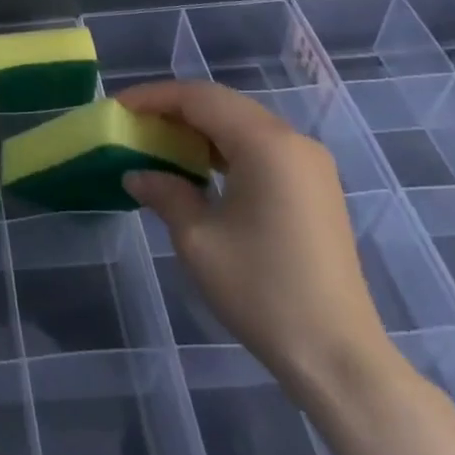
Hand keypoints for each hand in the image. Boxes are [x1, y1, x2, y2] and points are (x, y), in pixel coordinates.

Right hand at [119, 81, 394, 396]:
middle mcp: (292, 141)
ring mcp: (309, 164)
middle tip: (133, 123)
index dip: (153, 97)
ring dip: (199, 127)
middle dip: (173, 108)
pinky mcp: (315, 187)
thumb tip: (136, 174)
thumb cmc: (262, 290)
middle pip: (222, 104)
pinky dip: (224, 147)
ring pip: (242, 123)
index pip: (198, 98)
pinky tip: (198, 168)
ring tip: (158, 142)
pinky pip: (260, 147)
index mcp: (265, 143)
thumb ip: (164, 192)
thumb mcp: (197, 238)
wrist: (338, 357)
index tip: (117, 108)